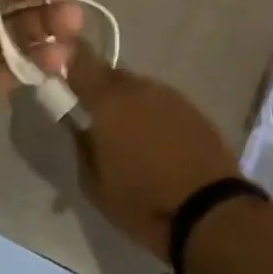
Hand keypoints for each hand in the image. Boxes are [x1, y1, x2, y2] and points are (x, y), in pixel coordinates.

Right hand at [64, 43, 240, 259]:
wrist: (209, 211)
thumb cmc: (142, 201)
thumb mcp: (95, 185)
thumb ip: (82, 147)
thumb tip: (80, 127)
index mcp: (108, 102)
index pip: (82, 62)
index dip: (70, 63)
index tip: (63, 76)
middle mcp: (140, 89)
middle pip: (113, 76)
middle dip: (102, 92)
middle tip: (99, 121)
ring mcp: (171, 97)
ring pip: (140, 90)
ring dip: (131, 105)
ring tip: (132, 139)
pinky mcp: (194, 110)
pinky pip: (163, 104)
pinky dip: (155, 116)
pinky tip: (160, 145)